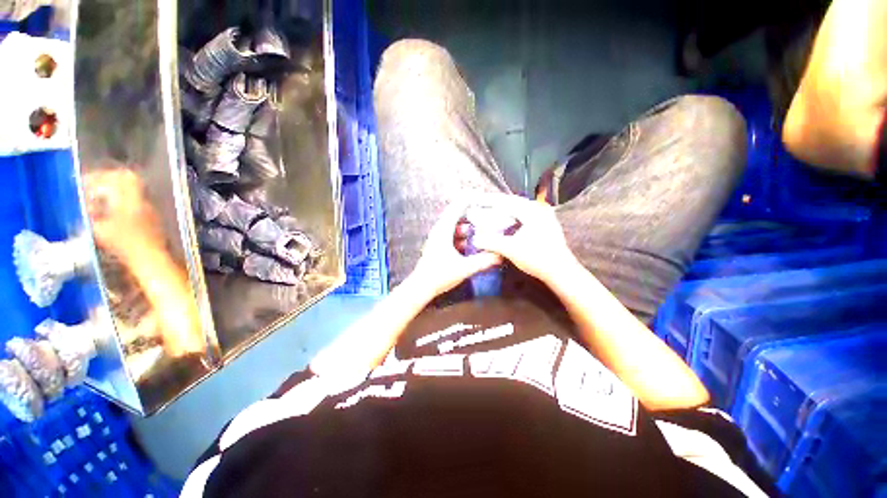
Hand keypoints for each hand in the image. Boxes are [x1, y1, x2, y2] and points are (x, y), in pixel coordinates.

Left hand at [407, 201, 501, 297]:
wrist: (421, 287)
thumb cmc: (440, 275)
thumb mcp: (464, 268)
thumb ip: (483, 261)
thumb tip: (500, 255)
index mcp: (443, 230)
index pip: (457, 207)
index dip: (469, 199)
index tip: (483, 195)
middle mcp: (439, 230)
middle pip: (457, 216)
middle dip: (473, 215)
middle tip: (488, 216)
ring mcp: (438, 238)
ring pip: (455, 227)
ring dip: (468, 228)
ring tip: (483, 231)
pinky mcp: (438, 246)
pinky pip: (453, 236)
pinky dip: (463, 237)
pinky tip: (472, 246)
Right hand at [471, 194, 577, 283]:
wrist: (561, 271)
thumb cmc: (537, 258)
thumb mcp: (510, 249)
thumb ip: (491, 242)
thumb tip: (475, 239)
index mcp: (532, 211)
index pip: (506, 201)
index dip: (489, 201)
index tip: (476, 200)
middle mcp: (539, 208)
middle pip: (513, 202)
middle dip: (496, 203)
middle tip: (481, 204)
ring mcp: (544, 215)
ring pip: (520, 208)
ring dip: (505, 209)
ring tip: (491, 210)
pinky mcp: (546, 223)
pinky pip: (525, 214)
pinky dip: (513, 215)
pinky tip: (506, 220)